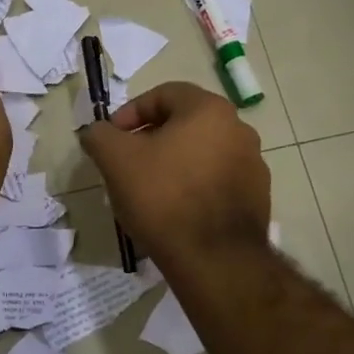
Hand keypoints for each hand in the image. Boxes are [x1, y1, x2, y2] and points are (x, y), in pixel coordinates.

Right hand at [78, 81, 269, 271]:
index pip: (163, 94)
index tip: (112, 138)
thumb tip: (96, 131)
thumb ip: (100, 135)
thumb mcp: (115, 159)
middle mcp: (239, 129)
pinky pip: (216, 181)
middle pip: (184, 123)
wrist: (214, 259)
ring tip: (148, 190)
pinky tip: (175, 211)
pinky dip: (193, 186)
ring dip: (173, 163)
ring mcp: (253, 165)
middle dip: (151, 139)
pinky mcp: (258, 197)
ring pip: (201, 153)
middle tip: (126, 164)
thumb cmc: (163, 197)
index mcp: (209, 110)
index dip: (130, 112)